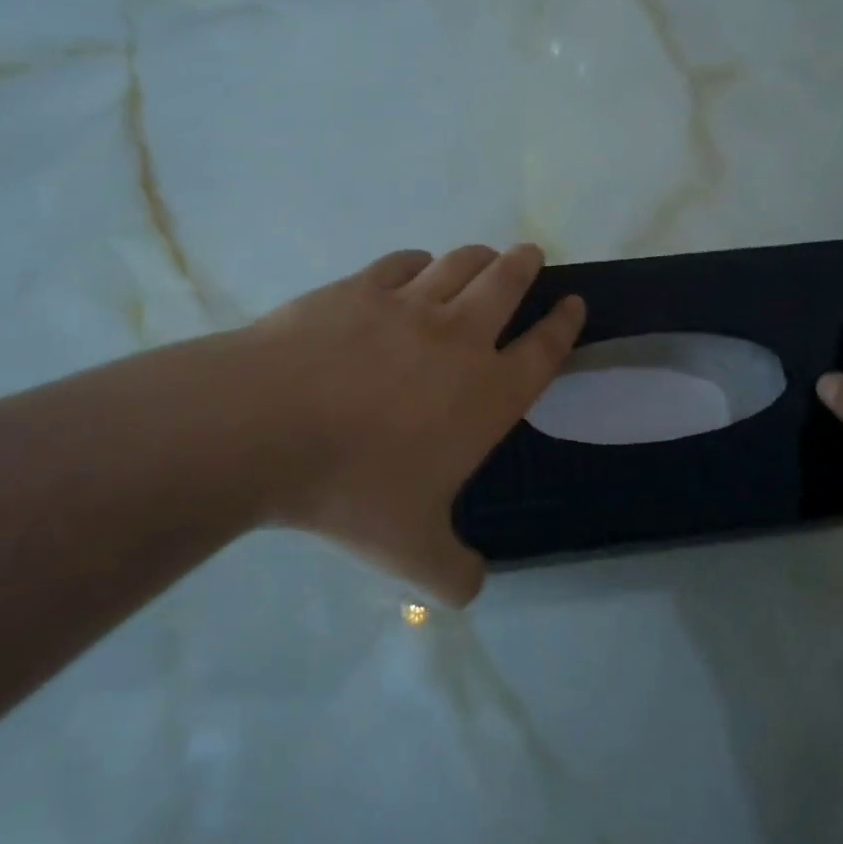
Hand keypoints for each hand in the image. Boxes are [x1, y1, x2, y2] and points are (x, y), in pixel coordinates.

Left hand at [236, 244, 583, 605]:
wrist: (267, 427)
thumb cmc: (352, 488)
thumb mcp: (411, 553)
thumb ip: (453, 574)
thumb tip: (472, 588)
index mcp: (487, 393)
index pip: (543, 349)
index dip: (564, 324)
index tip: (574, 303)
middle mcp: (458, 337)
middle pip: (507, 285)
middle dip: (526, 267)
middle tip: (532, 254)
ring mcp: (408, 305)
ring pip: (459, 264)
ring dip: (479, 257)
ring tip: (484, 257)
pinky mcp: (360, 288)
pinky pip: (403, 263)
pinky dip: (419, 262)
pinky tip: (415, 267)